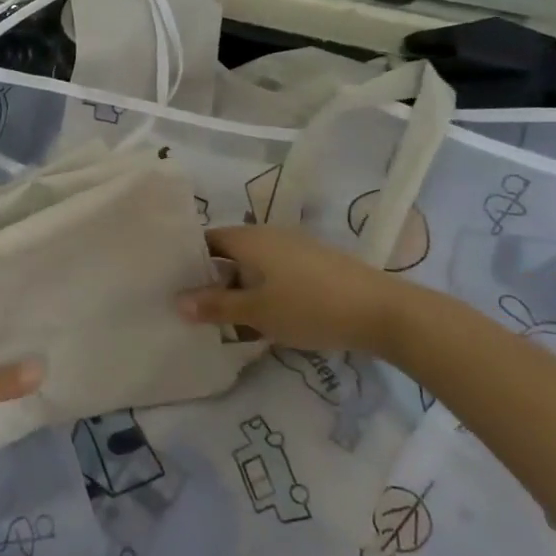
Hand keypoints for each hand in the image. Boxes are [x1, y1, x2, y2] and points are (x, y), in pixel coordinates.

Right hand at [178, 224, 431, 354]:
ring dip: (240, 288)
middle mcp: (269, 235)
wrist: (382, 311)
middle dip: (213, 279)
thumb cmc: (310, 307)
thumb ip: (216, 306)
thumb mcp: (257, 312)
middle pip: (229, 253)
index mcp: (249, 239)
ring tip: (227, 320)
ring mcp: (295, 248)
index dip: (189, 261)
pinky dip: (264, 291)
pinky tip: (266, 318)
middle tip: (196, 309)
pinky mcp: (315, 265)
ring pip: (254, 265)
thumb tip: (177, 301)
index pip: (206, 241)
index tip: (173, 285)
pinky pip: (276, 273)